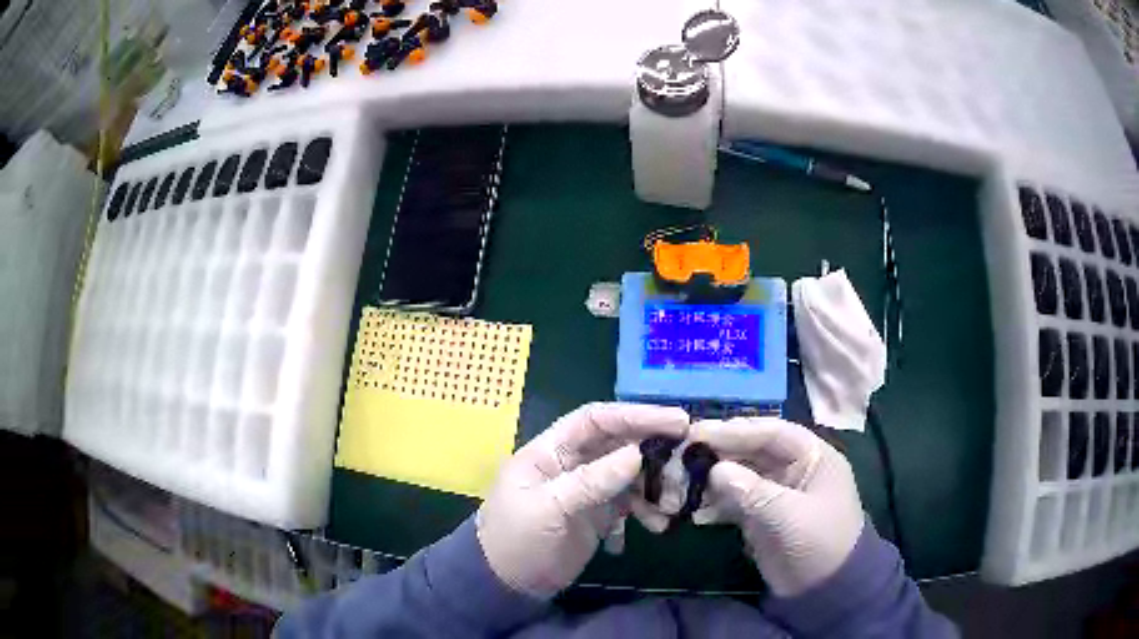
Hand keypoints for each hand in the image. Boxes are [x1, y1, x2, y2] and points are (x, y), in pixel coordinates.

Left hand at [476, 402, 688, 597]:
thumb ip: (591, 481)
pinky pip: (631, 502)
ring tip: (674, 502)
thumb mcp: (548, 508)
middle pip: (620, 444)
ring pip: (631, 473)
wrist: (508, 585)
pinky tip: (657, 524)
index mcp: (551, 451)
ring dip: (656, 484)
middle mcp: (572, 463)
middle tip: (689, 457)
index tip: (675, 421)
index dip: (635, 415)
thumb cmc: (517, 541)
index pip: (596, 419)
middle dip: (654, 449)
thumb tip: (637, 454)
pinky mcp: (599, 513)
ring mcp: (588, 488)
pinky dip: (647, 510)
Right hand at [687, 417, 864, 596]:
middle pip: (752, 450)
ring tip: (682, 484)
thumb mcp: (789, 517)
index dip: (735, 431)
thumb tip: (714, 470)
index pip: (771, 433)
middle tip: (682, 454)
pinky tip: (697, 512)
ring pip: (741, 474)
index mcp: (813, 456)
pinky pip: (736, 500)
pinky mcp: (763, 514)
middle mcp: (794, 467)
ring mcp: (777, 491)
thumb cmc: (818, 544)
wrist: (824, 589)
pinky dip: (716, 504)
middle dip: (719, 453)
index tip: (698, 432)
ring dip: (713, 479)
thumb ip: (752, 492)